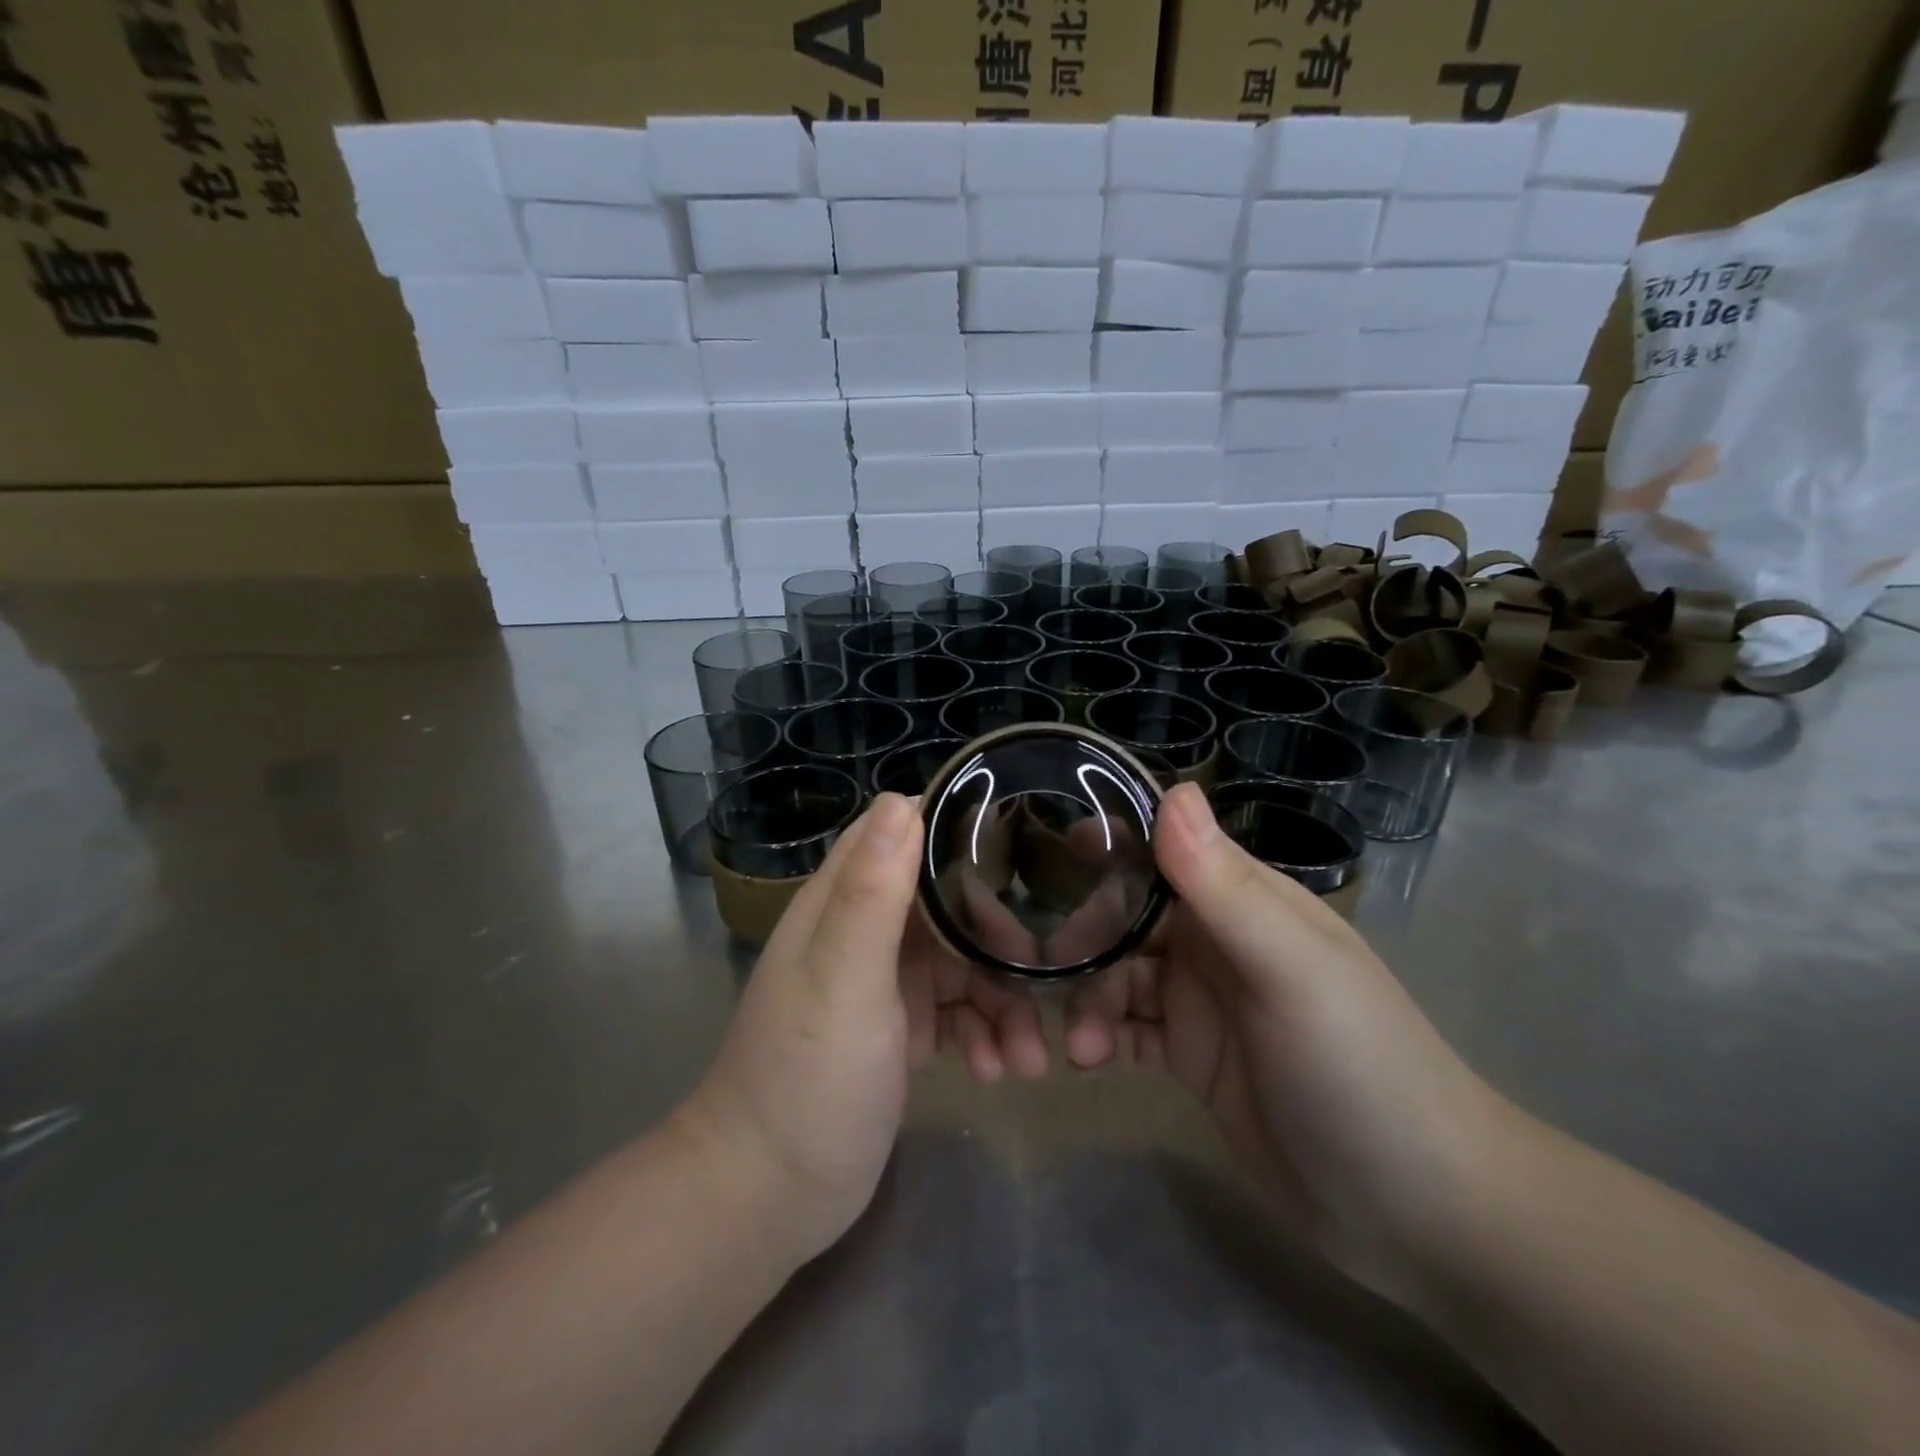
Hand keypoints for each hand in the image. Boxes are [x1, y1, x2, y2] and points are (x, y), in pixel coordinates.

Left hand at [678, 793, 1048, 1265]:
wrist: (767, 1198)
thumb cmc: (806, 1080)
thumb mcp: (844, 981)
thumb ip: (873, 892)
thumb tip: (901, 800)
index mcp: (843, 902)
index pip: (903, 835)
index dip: (959, 833)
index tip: (1019, 847)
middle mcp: (865, 931)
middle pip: (948, 903)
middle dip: (997, 939)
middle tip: (1039, 977)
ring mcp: (884, 981)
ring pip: (961, 962)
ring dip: (1001, 1001)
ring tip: (1030, 1058)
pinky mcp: (900, 1028)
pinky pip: (957, 1011)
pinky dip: (984, 1034)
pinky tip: (998, 1072)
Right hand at [1063, 784, 1511, 1303]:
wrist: (1417, 1210)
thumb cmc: (1360, 1066)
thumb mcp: (1292, 970)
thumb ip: (1225, 885)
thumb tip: (1173, 788)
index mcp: (1245, 901)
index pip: (1166, 850)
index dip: (1113, 843)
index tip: (1057, 850)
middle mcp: (1218, 940)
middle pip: (1127, 915)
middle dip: (1086, 939)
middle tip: (1049, 975)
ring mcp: (1202, 1000)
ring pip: (1118, 973)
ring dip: (1088, 998)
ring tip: (1078, 1046)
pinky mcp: (1189, 1055)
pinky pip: (1126, 1027)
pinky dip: (1100, 1036)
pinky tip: (1086, 1062)